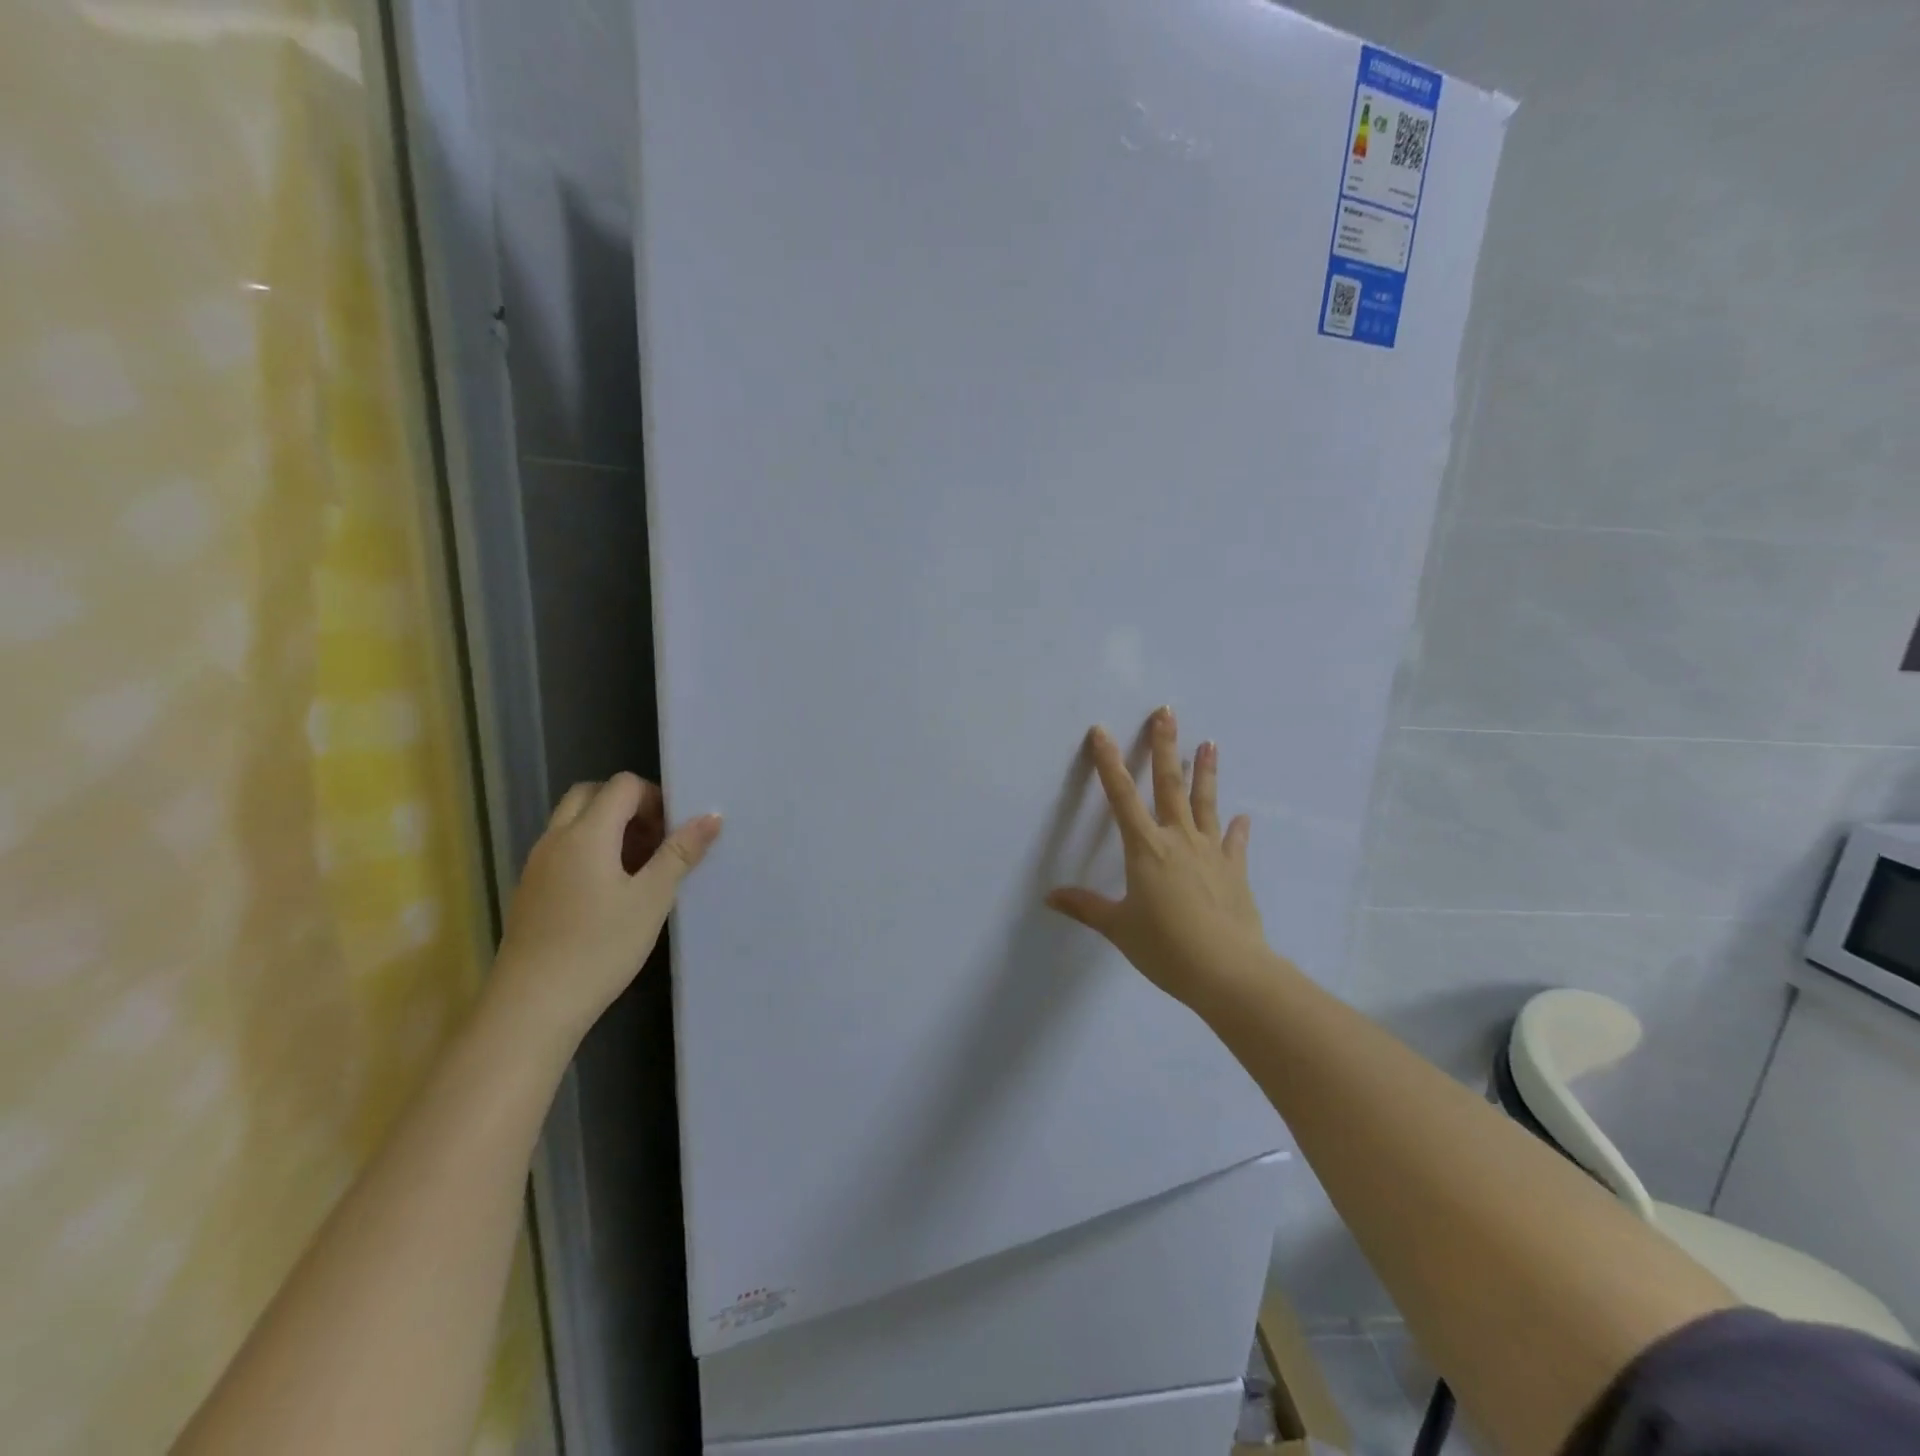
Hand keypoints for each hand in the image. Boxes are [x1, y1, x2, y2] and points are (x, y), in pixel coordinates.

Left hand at [493, 773, 720, 1043]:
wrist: (533, 1006)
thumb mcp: (652, 899)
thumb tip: (711, 817)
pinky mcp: (530, 891)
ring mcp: (537, 865)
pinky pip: (562, 850)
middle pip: (590, 795)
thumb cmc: (600, 947)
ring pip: (572, 823)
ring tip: (638, 869)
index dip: (654, 798)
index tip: (674, 832)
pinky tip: (609, 893)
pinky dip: (588, 851)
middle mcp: (555, 839)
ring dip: (607, 828)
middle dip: (627, 806)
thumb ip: (680, 853)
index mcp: (586, 834)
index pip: (622, 786)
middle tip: (655, 841)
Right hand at [1046, 708, 1266, 1006]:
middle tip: (1167, 712)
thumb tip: (1050, 896)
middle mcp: (1178, 839)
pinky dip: (1237, 829)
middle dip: (1165, 746)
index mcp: (1145, 848)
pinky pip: (1234, 843)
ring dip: (1205, 772)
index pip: (1120, 796)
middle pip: (1169, 784)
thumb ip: (1086, 907)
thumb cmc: (1165, 947)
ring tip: (1209, 743)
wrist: (1228, 971)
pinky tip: (1243, 817)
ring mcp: (1210, 852)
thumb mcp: (1119, 927)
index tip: (1101, 731)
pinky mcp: (1234, 870)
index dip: (1108, 762)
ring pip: (1206, 803)